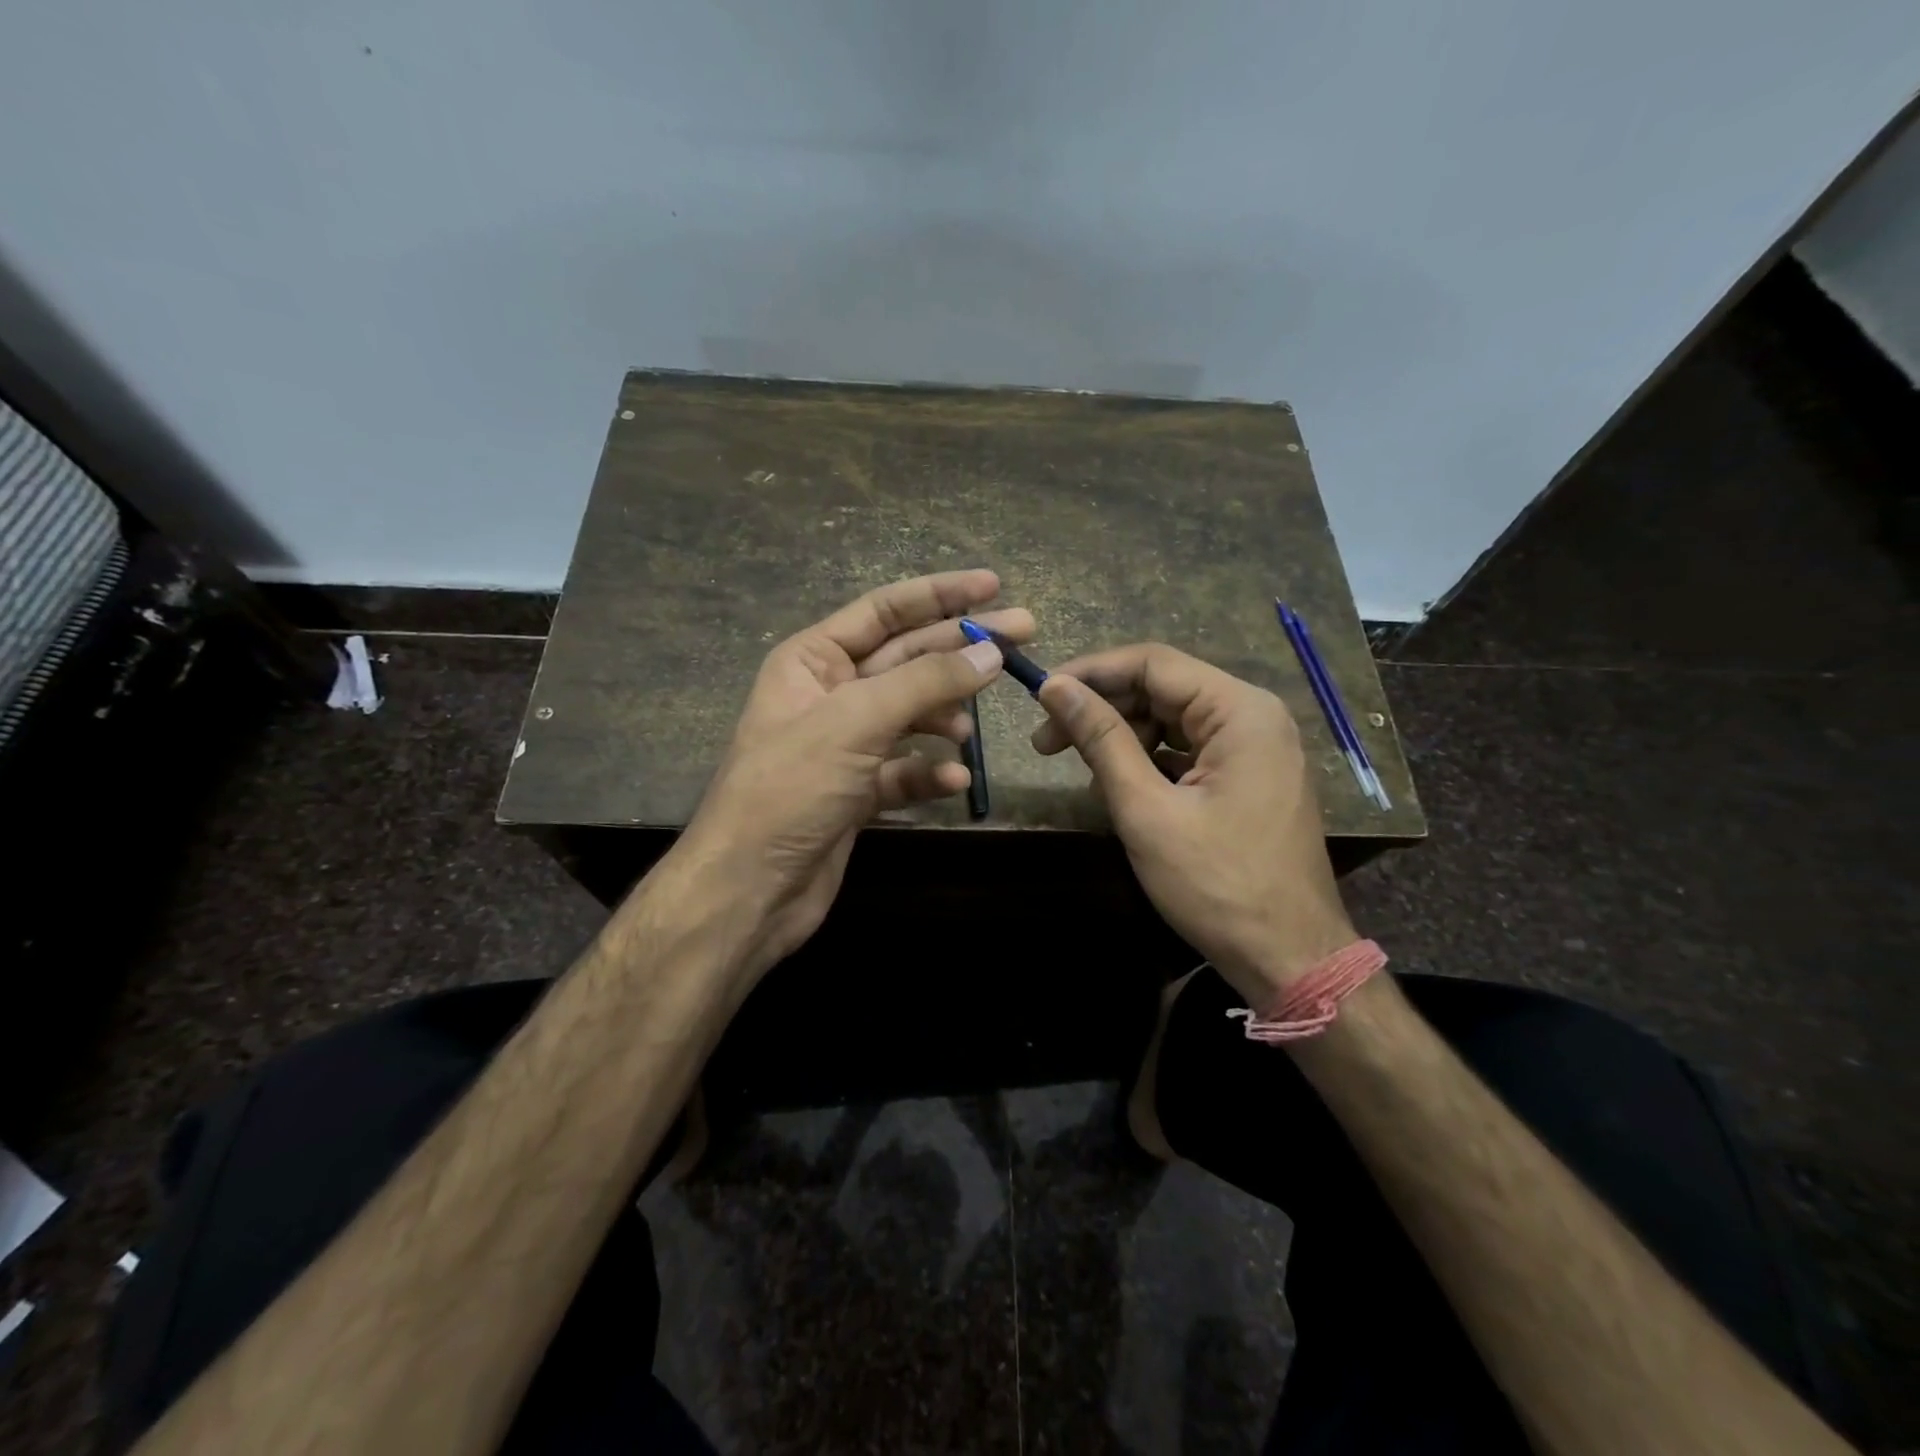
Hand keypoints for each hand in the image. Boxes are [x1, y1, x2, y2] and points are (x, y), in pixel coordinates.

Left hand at [666, 570, 1028, 980]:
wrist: (749, 889)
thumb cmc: (791, 789)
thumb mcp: (856, 722)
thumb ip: (926, 682)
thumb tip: (990, 652)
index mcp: (813, 660)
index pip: (885, 611)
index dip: (940, 594)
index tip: (993, 584)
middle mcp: (829, 694)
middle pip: (908, 659)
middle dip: (960, 652)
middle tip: (1024, 636)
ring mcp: (845, 745)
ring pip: (911, 716)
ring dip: (944, 718)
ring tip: (969, 730)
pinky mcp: (857, 791)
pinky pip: (904, 769)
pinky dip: (929, 773)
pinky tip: (952, 782)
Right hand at [1032, 643, 1354, 1006]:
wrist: (1290, 959)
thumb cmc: (1216, 884)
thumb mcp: (1146, 809)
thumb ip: (1101, 739)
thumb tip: (1055, 687)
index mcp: (1240, 711)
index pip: (1152, 663)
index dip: (1091, 673)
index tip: (1041, 695)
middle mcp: (1254, 716)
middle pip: (1163, 689)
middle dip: (1102, 709)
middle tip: (1046, 743)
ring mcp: (1257, 748)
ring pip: (1173, 720)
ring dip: (1123, 738)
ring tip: (1084, 775)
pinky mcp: (1251, 776)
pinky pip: (1191, 750)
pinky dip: (1151, 761)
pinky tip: (1121, 789)